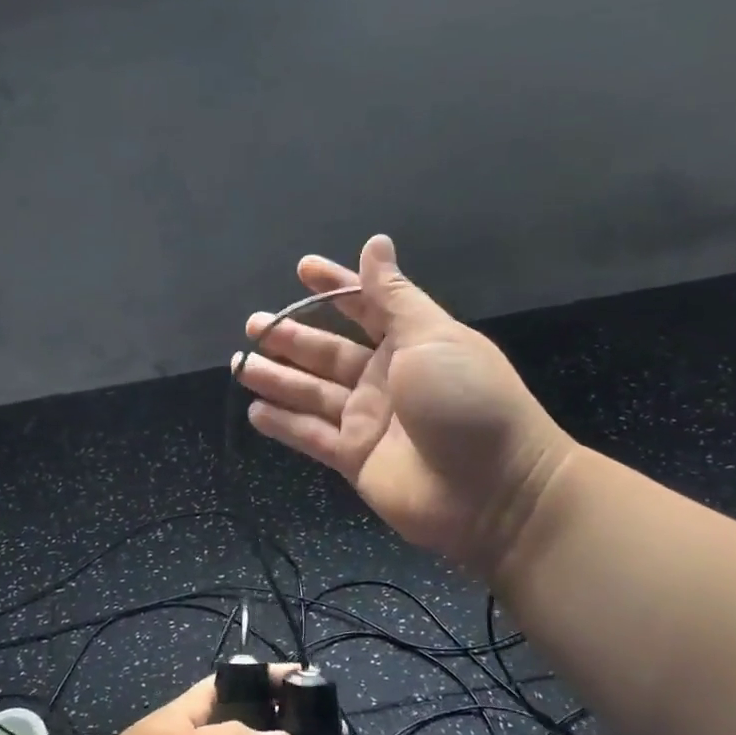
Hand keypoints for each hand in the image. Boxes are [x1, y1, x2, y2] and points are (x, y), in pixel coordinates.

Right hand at [237, 234, 576, 578]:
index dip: (335, 287)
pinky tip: (255, 411)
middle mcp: (385, 378)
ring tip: (240, 364)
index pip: (364, 306)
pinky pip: (312, 436)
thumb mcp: (431, 337)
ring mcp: (369, 420)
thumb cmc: (466, 400)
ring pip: (312, 393)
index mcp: (409, 342)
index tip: (302, 269)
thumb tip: (376, 242)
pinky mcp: (356, 459)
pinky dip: (285, 425)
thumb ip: (393, 296)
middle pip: (328, 353)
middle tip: (252, 324)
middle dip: (292, 338)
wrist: (494, 492)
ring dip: (277, 379)